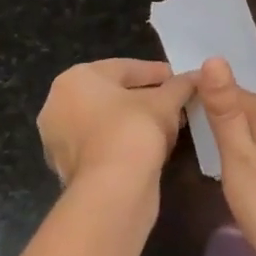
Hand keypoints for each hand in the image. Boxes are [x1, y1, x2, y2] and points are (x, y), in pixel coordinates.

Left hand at [38, 59, 197, 190]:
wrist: (112, 187)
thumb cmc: (134, 129)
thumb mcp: (166, 102)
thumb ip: (181, 85)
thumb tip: (198, 76)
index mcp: (75, 79)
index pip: (124, 68)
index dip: (157, 72)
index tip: (180, 79)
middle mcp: (57, 105)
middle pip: (112, 94)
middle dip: (146, 98)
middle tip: (175, 103)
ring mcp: (59, 139)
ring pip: (106, 122)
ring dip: (136, 121)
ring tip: (168, 126)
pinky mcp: (67, 167)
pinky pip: (102, 144)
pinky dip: (124, 142)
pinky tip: (150, 147)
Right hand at [200, 57, 255, 255]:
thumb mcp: (240, 162)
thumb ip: (227, 114)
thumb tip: (216, 59)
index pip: (242, 95)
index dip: (214, 93)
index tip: (186, 98)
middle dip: (231, 113)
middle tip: (196, 122)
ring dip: (247, 136)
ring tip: (219, 146)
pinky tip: (254, 173)